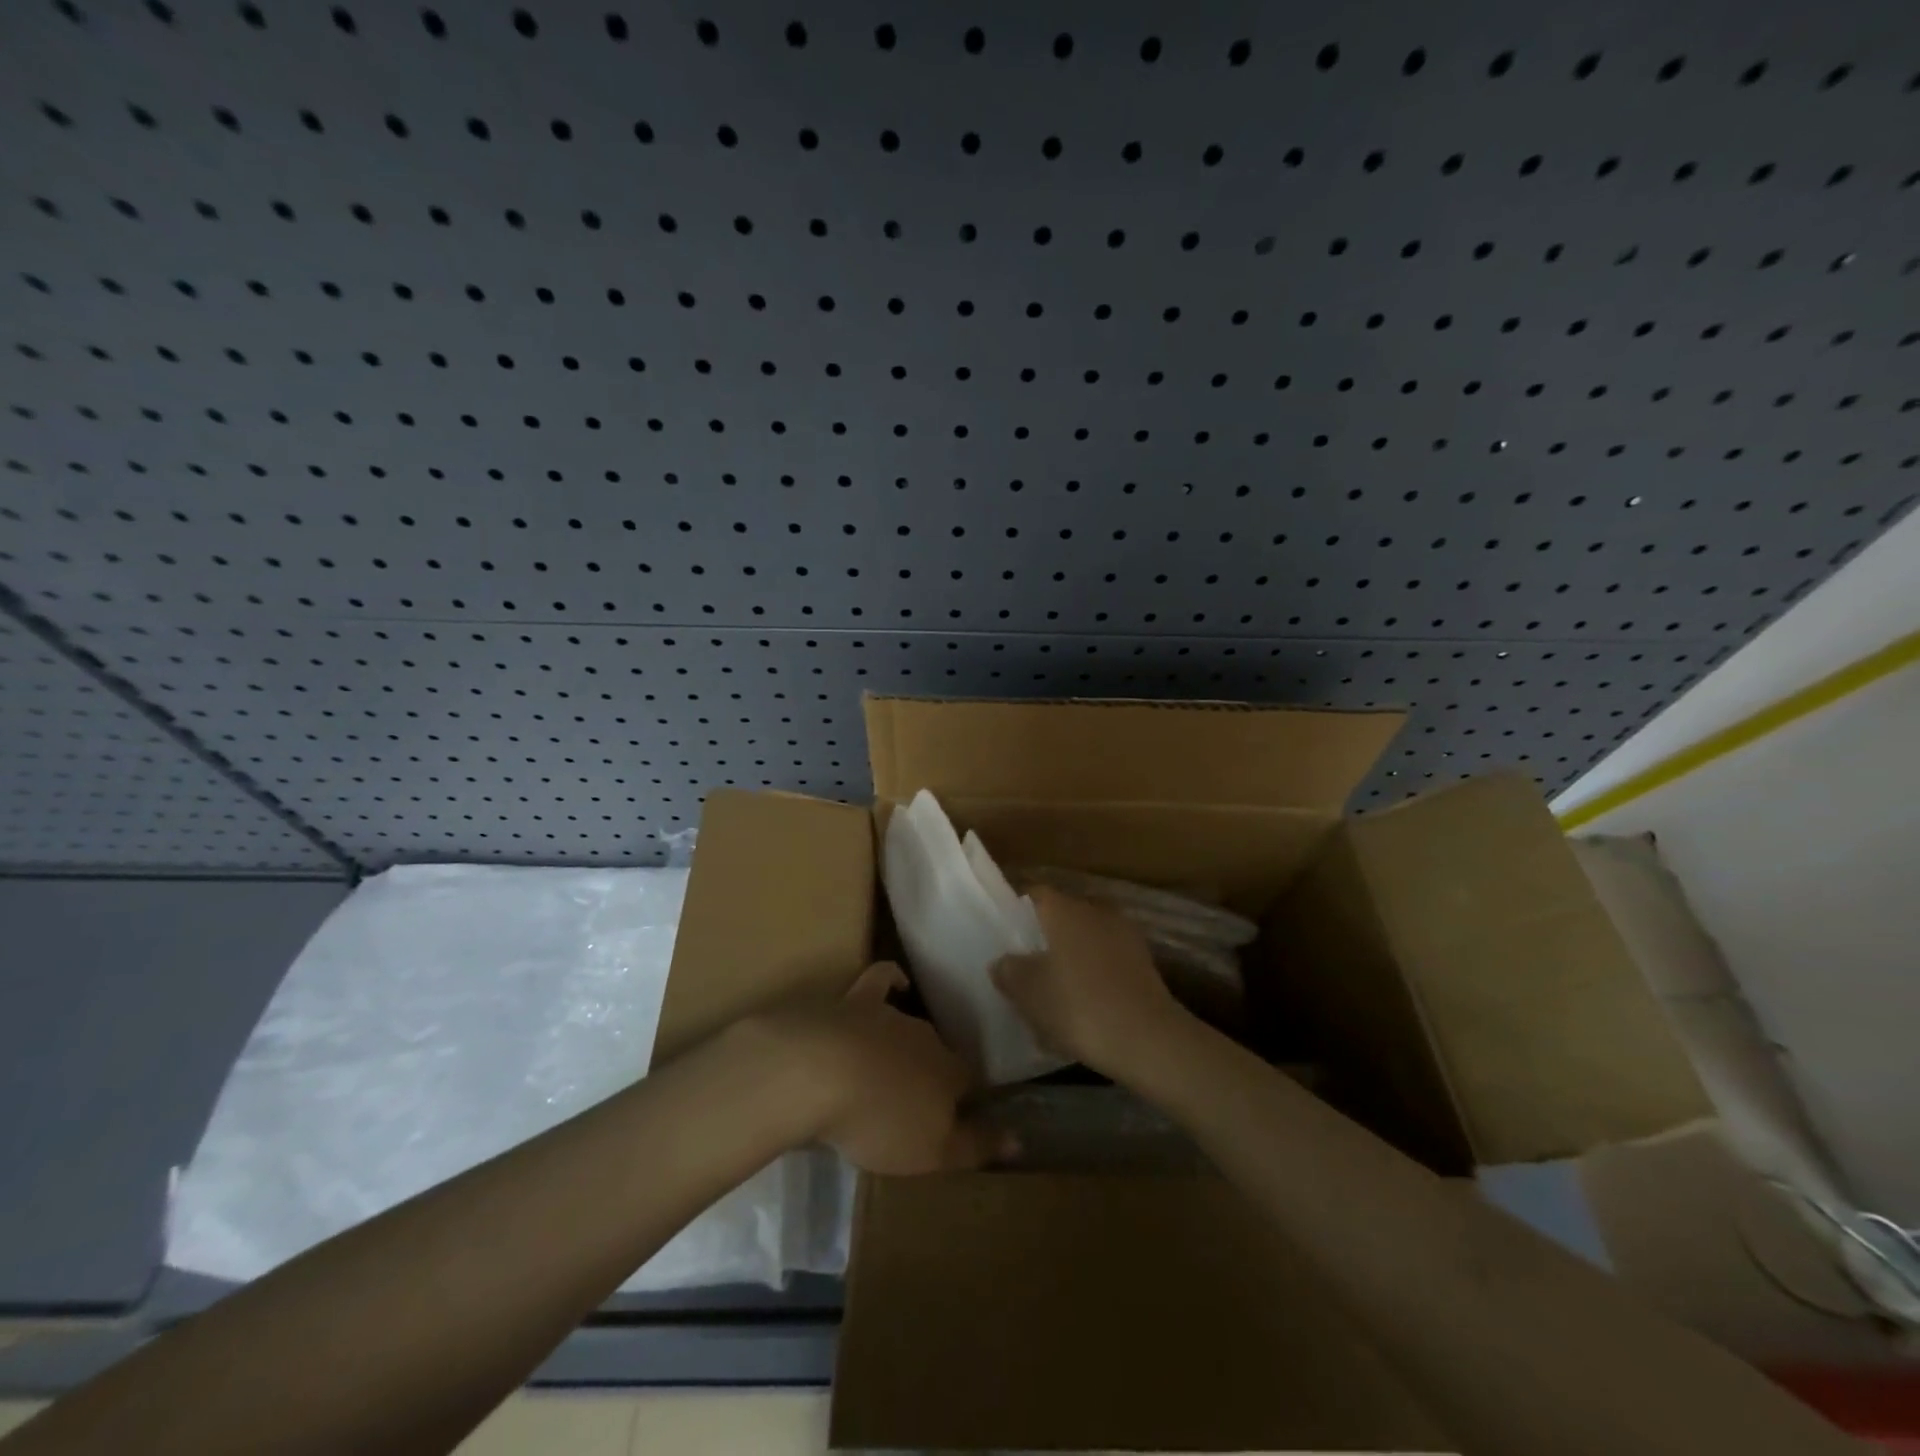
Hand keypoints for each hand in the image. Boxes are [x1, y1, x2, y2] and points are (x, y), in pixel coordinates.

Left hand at [750, 963, 1005, 1175]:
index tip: (963, 1117)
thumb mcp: (932, 1153)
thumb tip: (1019, 1140)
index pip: (971, 1083)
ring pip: (911, 1027)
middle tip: (921, 1101)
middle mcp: (928, 1038)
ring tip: (897, 1067)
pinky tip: (898, 984)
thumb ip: (976, 1146)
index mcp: (950, 1073)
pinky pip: (882, 979)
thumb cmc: (879, 1120)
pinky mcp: (857, 1001)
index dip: (968, 1101)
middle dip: (935, 1074)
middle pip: (940, 1054)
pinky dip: (893, 980)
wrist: (820, 1071)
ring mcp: (892, 1015)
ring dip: (909, 1044)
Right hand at [992, 886, 1192, 1078]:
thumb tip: (1003, 961)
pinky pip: (1107, 963)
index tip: (1005, 934)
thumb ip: (1008, 970)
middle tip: (1026, 965)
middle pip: (1063, 917)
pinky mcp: (1144, 964)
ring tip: (1054, 991)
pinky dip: (1094, 977)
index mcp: (1065, 908)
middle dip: (1046, 938)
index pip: (1035, 894)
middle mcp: (1096, 911)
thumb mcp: (1027, 991)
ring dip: (1072, 959)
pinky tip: (1084, 1007)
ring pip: (1087, 941)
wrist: (1146, 1038)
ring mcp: (1125, 936)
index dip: (1017, 911)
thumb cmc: (1077, 1005)